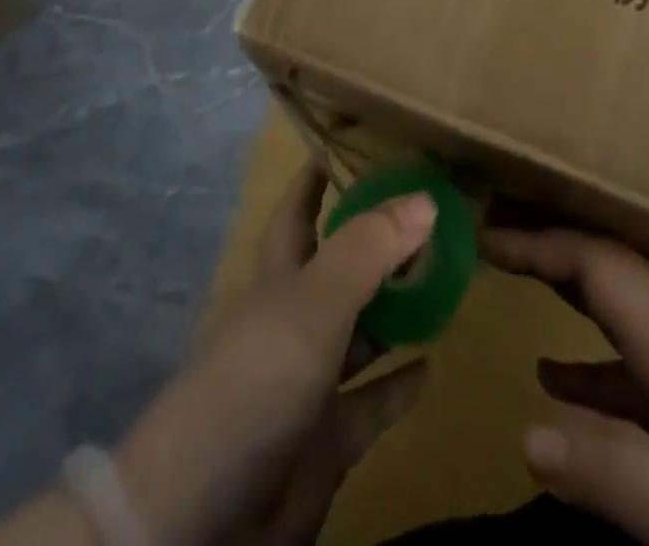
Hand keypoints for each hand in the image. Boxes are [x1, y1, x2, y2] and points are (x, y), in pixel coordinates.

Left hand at [113, 165, 434, 545]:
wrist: (202, 519)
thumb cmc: (254, 382)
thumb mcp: (313, 304)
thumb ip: (369, 249)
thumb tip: (426, 197)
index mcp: (281, 275)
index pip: (301, 207)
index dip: (321, 173)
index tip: (359, 141)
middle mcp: (295, 319)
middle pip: (342, 265)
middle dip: (379, 239)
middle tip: (434, 209)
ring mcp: (310, 380)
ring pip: (363, 330)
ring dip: (398, 307)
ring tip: (447, 276)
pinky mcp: (326, 439)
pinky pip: (372, 403)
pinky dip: (399, 384)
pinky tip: (433, 364)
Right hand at [485, 227, 648, 545]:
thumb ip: (614, 472)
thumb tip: (525, 429)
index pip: (599, 265)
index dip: (541, 242)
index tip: (487, 232)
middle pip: (611, 274)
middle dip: (552, 254)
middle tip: (496, 247)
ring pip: (625, 322)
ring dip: (571, 306)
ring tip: (516, 309)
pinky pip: (643, 372)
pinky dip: (598, 370)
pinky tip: (572, 392)